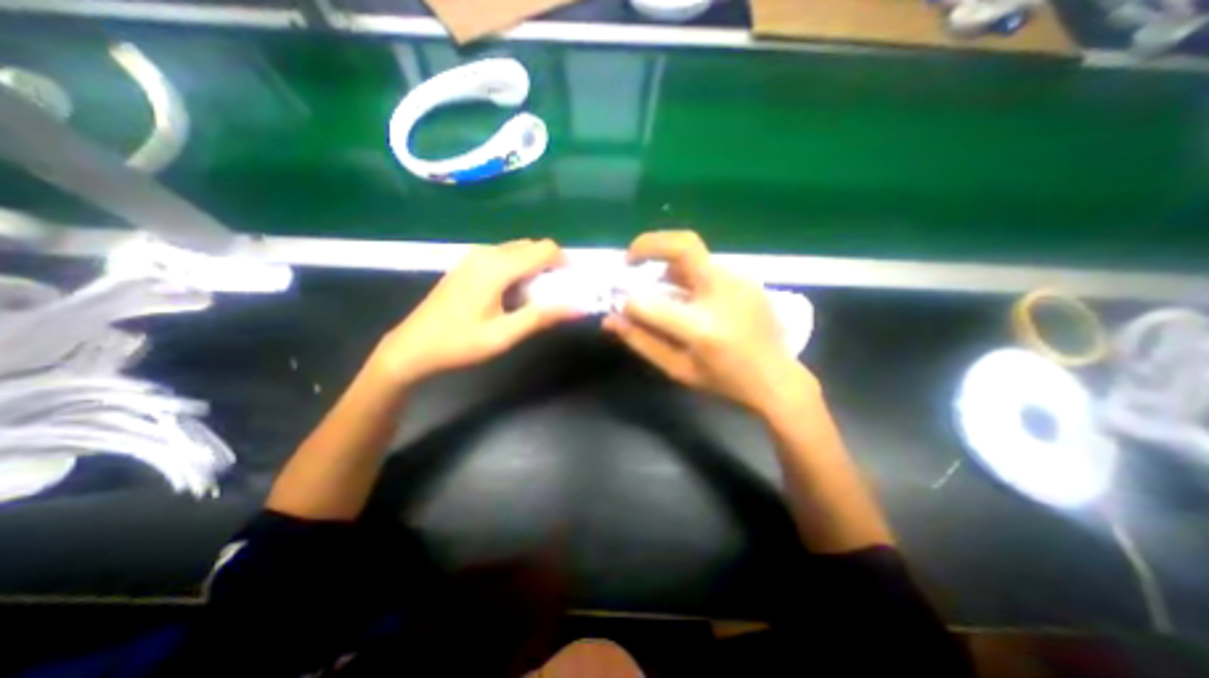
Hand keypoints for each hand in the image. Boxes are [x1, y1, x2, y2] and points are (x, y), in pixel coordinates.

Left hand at [370, 239, 578, 387]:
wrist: (412, 347)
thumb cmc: (459, 343)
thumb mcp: (504, 335)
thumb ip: (541, 317)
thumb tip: (578, 308)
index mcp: (496, 267)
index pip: (543, 249)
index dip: (563, 262)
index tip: (572, 283)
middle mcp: (486, 253)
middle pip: (531, 246)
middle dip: (550, 265)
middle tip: (556, 294)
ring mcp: (474, 257)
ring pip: (517, 250)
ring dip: (534, 267)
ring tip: (537, 296)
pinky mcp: (467, 264)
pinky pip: (503, 256)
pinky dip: (518, 268)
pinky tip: (513, 294)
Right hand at [605, 229, 820, 411]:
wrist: (777, 378)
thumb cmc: (724, 381)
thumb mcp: (677, 369)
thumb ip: (642, 341)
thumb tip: (611, 319)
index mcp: (703, 328)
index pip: (651, 303)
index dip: (628, 301)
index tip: (619, 304)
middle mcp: (723, 294)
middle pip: (683, 246)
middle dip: (648, 244)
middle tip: (629, 261)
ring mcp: (739, 280)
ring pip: (694, 253)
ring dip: (666, 262)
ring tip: (658, 285)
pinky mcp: (746, 277)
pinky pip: (706, 265)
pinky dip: (685, 272)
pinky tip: (686, 295)